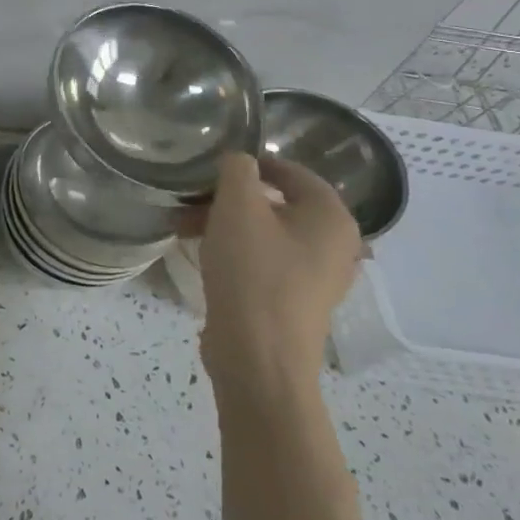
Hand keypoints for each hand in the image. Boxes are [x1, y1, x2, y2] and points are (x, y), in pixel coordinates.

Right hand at [191, 152, 362, 395]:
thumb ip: (238, 170)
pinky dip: (235, 251)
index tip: (212, 166)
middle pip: (277, 203)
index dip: (251, 163)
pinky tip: (202, 254)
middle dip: (229, 198)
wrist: (258, 358)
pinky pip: (264, 261)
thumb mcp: (237, 208)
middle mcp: (335, 244)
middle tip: (192, 198)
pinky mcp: (294, 301)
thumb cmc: (253, 273)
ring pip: (266, 233)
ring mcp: (317, 277)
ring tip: (185, 227)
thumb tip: (240, 161)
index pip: (292, 171)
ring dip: (225, 224)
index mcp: (331, 217)